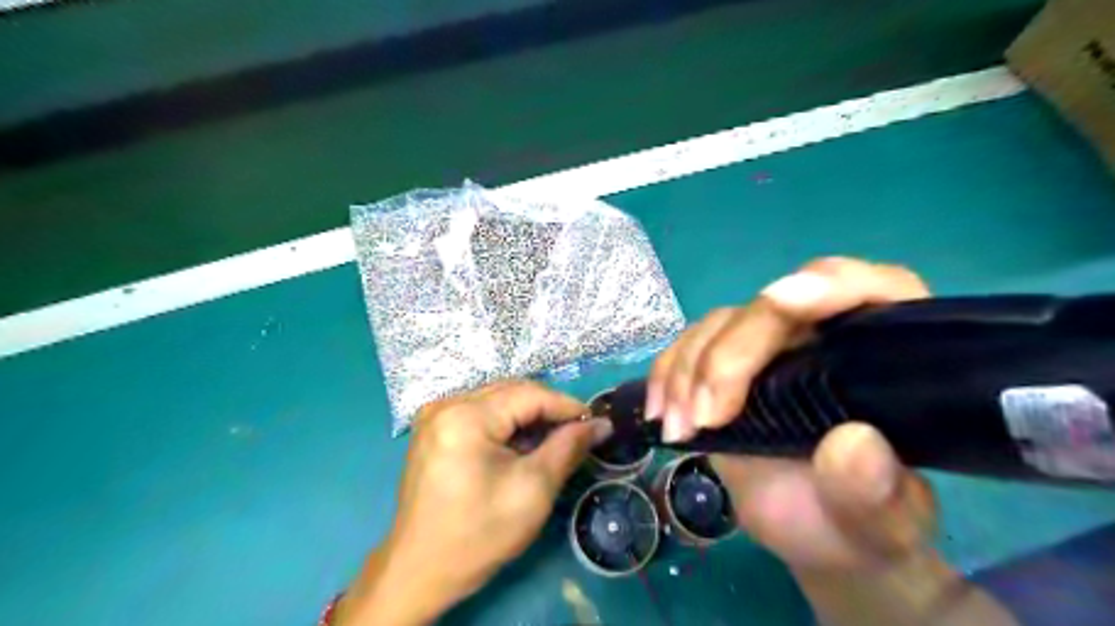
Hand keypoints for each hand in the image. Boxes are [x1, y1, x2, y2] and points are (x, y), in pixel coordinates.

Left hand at [344, 378, 612, 623]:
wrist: (420, 571)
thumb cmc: (479, 534)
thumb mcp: (534, 490)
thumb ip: (568, 447)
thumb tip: (601, 424)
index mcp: (466, 416)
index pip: (529, 394)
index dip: (567, 405)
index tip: (597, 422)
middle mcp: (446, 404)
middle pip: (512, 392)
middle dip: (548, 410)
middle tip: (579, 432)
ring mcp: (435, 415)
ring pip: (498, 400)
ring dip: (529, 416)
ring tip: (554, 440)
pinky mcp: (434, 429)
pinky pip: (481, 412)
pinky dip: (507, 424)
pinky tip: (522, 445)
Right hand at [646, 253, 934, 572]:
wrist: (817, 530)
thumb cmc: (861, 520)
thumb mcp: (883, 521)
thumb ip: (877, 491)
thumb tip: (852, 444)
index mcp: (883, 352)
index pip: (871, 290)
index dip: (829, 284)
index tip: (781, 301)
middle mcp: (822, 334)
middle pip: (772, 309)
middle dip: (731, 355)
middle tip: (706, 417)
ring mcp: (767, 347)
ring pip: (720, 325)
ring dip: (689, 370)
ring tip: (680, 428)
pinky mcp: (724, 366)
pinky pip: (687, 347)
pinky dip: (666, 374)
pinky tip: (660, 412)